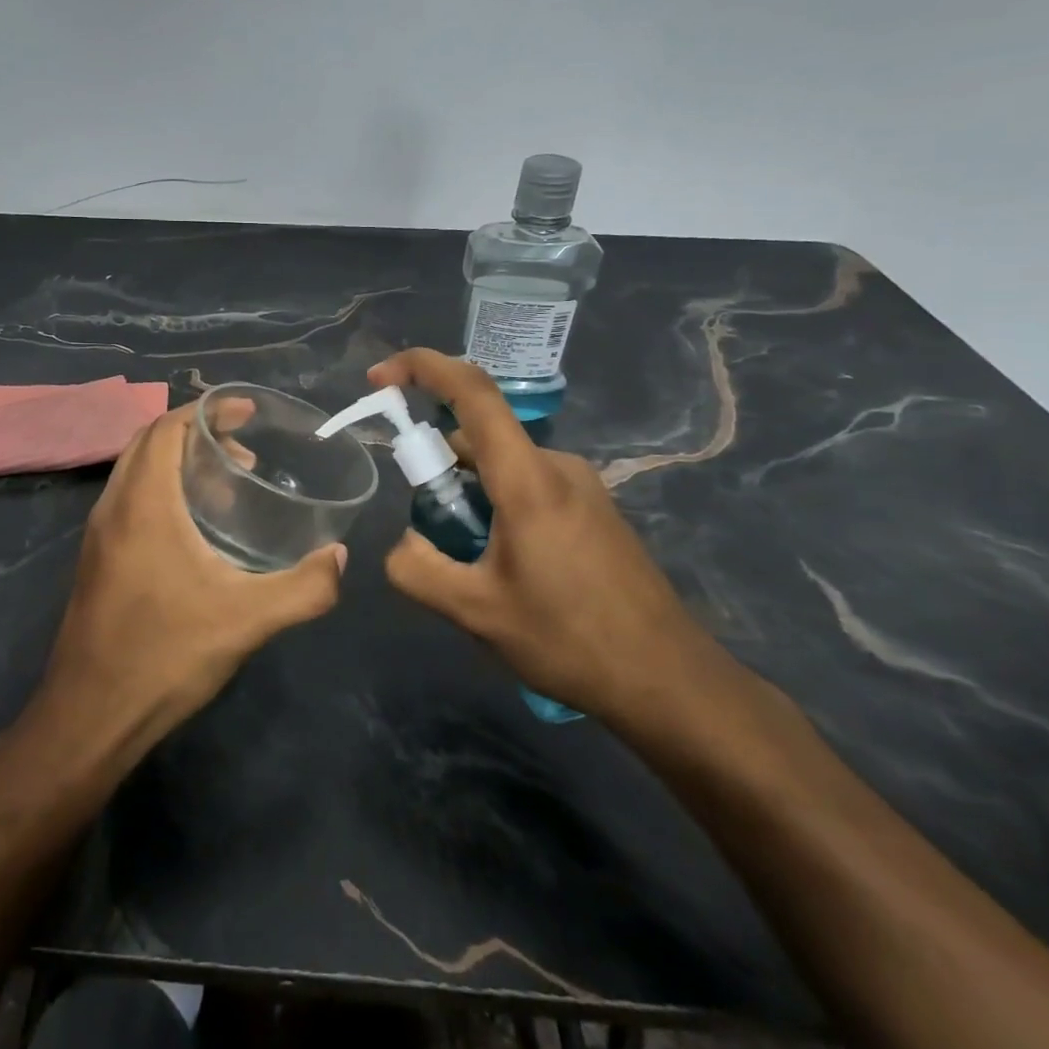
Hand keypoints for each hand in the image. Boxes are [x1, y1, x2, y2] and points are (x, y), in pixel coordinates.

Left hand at [35, 403, 346, 763]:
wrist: (90, 715)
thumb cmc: (165, 654)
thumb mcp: (247, 620)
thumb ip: (304, 588)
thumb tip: (338, 558)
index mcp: (144, 503)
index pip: (167, 427)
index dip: (208, 410)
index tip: (247, 413)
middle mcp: (113, 506)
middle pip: (150, 442)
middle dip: (196, 433)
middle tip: (245, 452)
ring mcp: (98, 534)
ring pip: (136, 471)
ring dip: (177, 463)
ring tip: (227, 488)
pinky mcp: (95, 560)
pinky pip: (128, 500)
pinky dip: (161, 490)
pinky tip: (195, 531)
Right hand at [369, 349, 707, 721]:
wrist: (669, 681)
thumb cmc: (570, 639)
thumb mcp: (475, 612)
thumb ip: (418, 569)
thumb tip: (404, 543)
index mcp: (527, 478)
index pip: (472, 392)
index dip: (422, 368)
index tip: (379, 378)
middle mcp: (556, 465)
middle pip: (478, 438)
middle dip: (437, 469)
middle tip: (431, 533)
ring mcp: (580, 485)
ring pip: (500, 466)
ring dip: (469, 496)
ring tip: (472, 565)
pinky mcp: (593, 508)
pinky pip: (526, 485)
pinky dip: (497, 507)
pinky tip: (506, 568)